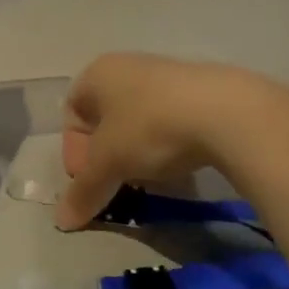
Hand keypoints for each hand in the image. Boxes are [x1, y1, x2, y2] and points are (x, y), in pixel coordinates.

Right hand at [56, 53, 288, 229]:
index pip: (71, 113)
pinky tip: (176, 163)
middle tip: (116, 182)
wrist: (226, 111)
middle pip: (103, 118)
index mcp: (98, 74)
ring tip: (147, 177)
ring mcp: (163, 74)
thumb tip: (62, 221)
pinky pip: (166, 119)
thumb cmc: (151, 127)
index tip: (91, 178)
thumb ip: (83, 191)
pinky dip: (163, 143)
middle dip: (105, 154)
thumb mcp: (110, 162)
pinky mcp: (196, 89)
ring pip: (136, 120)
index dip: (74, 150)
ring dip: (134, 151)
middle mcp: (126, 67)